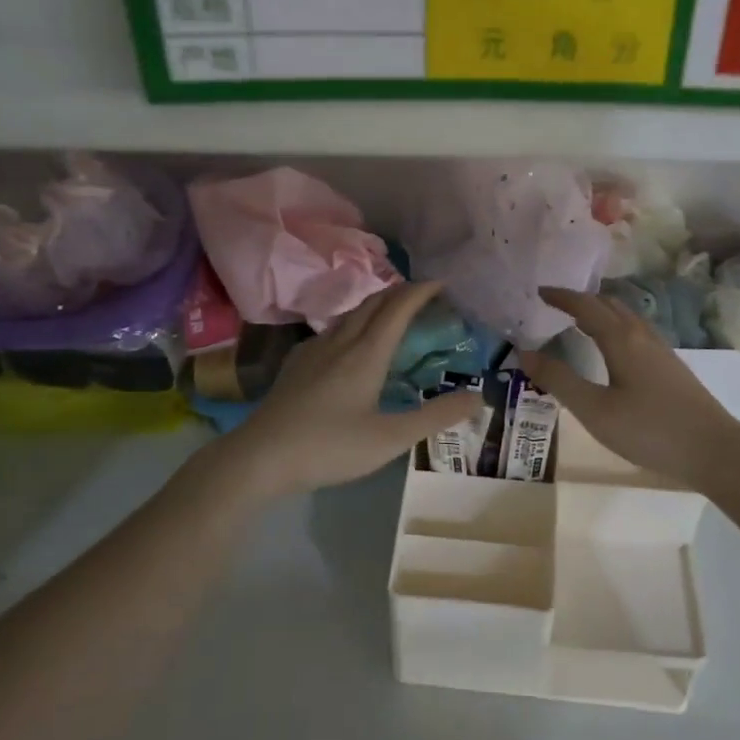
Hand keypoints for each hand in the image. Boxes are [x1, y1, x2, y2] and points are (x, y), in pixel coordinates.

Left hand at [206, 281, 481, 500]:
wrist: (260, 457)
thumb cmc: (330, 447)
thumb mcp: (391, 438)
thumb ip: (436, 416)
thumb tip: (479, 395)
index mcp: (366, 353)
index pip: (398, 308)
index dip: (421, 291)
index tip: (442, 282)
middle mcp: (340, 342)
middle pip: (373, 303)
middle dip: (401, 292)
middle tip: (424, 294)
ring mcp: (314, 351)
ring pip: (350, 314)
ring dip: (376, 305)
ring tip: (392, 313)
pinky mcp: (296, 364)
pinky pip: (332, 330)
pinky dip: (353, 323)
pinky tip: (349, 343)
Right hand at [519, 287, 739, 491]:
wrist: (714, 450)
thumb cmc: (649, 430)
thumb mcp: (595, 410)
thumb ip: (559, 381)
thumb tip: (525, 353)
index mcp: (621, 339)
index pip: (586, 306)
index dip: (561, 297)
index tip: (539, 292)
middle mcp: (641, 335)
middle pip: (609, 305)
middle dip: (581, 300)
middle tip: (555, 305)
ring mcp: (660, 350)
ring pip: (626, 317)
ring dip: (601, 312)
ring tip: (579, 321)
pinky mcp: (671, 366)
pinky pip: (636, 332)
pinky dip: (615, 327)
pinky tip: (613, 349)